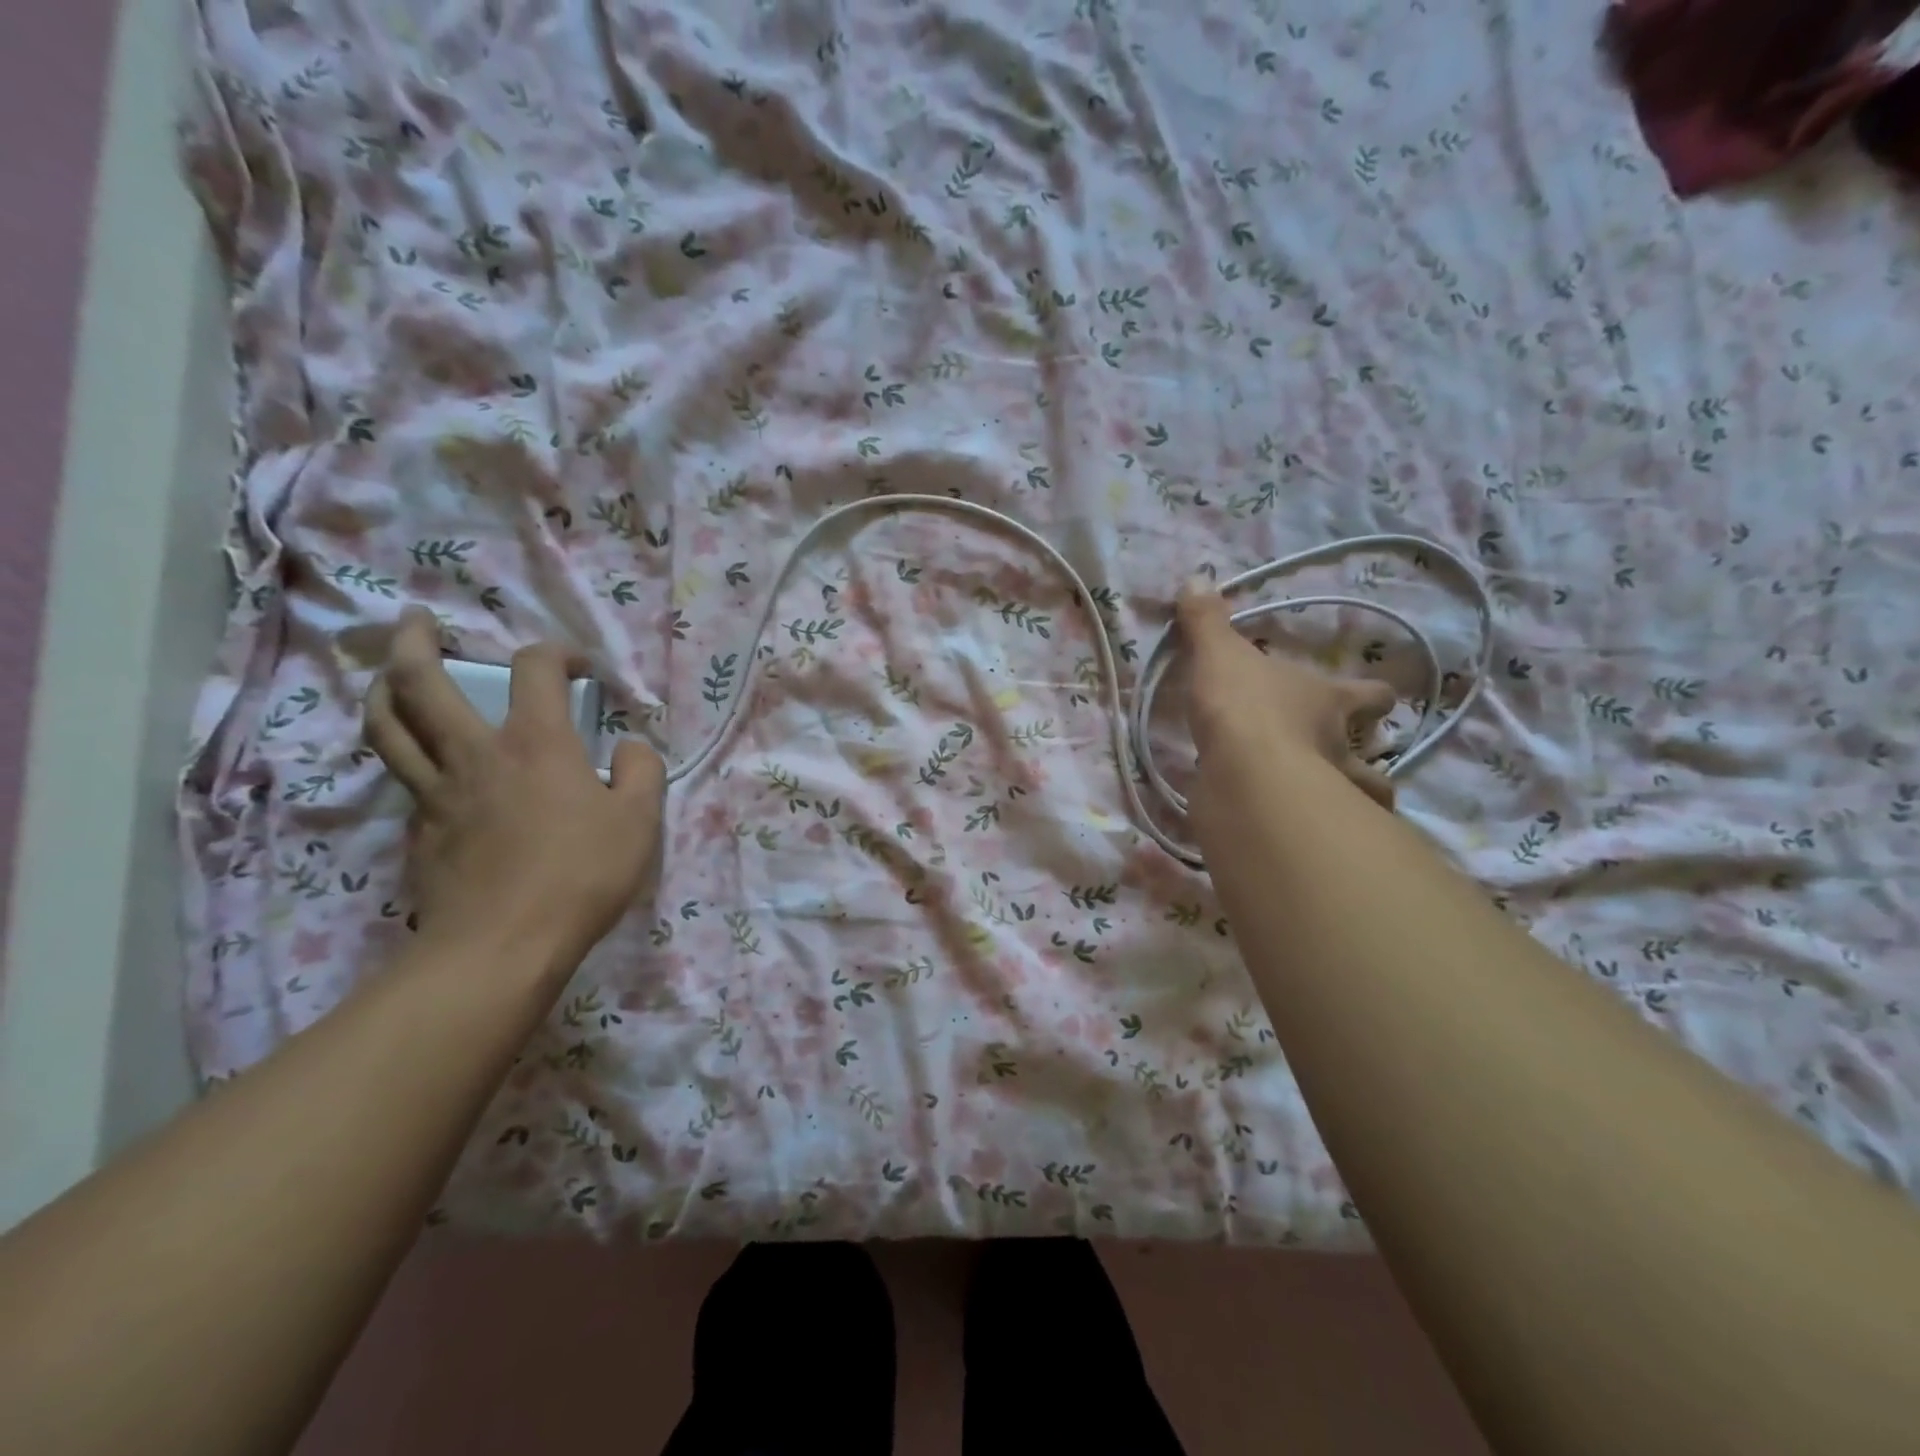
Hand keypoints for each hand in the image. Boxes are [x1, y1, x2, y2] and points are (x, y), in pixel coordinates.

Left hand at [364, 609, 665, 978]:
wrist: (503, 946)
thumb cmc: (581, 875)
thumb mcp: (640, 820)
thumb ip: (642, 770)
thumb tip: (631, 747)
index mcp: (536, 743)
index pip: (535, 669)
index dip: (557, 653)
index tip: (579, 667)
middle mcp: (476, 753)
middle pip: (421, 683)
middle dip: (415, 643)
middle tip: (416, 622)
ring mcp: (436, 792)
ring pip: (389, 726)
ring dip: (383, 688)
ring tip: (388, 674)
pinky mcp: (419, 830)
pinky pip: (402, 776)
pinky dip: (403, 751)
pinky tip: (420, 760)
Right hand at [1176, 584, 1397, 811]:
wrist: (1244, 773)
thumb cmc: (1244, 706)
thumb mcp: (1219, 655)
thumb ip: (1207, 622)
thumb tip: (1196, 578)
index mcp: (1329, 701)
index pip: (1370, 695)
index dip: (1376, 696)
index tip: (1380, 699)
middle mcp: (1339, 747)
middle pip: (1374, 757)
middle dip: (1370, 761)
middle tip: (1355, 763)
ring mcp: (1327, 791)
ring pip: (1361, 799)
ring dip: (1354, 801)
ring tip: (1338, 807)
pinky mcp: (1301, 826)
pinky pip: (1314, 829)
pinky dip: (1310, 829)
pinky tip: (1294, 830)